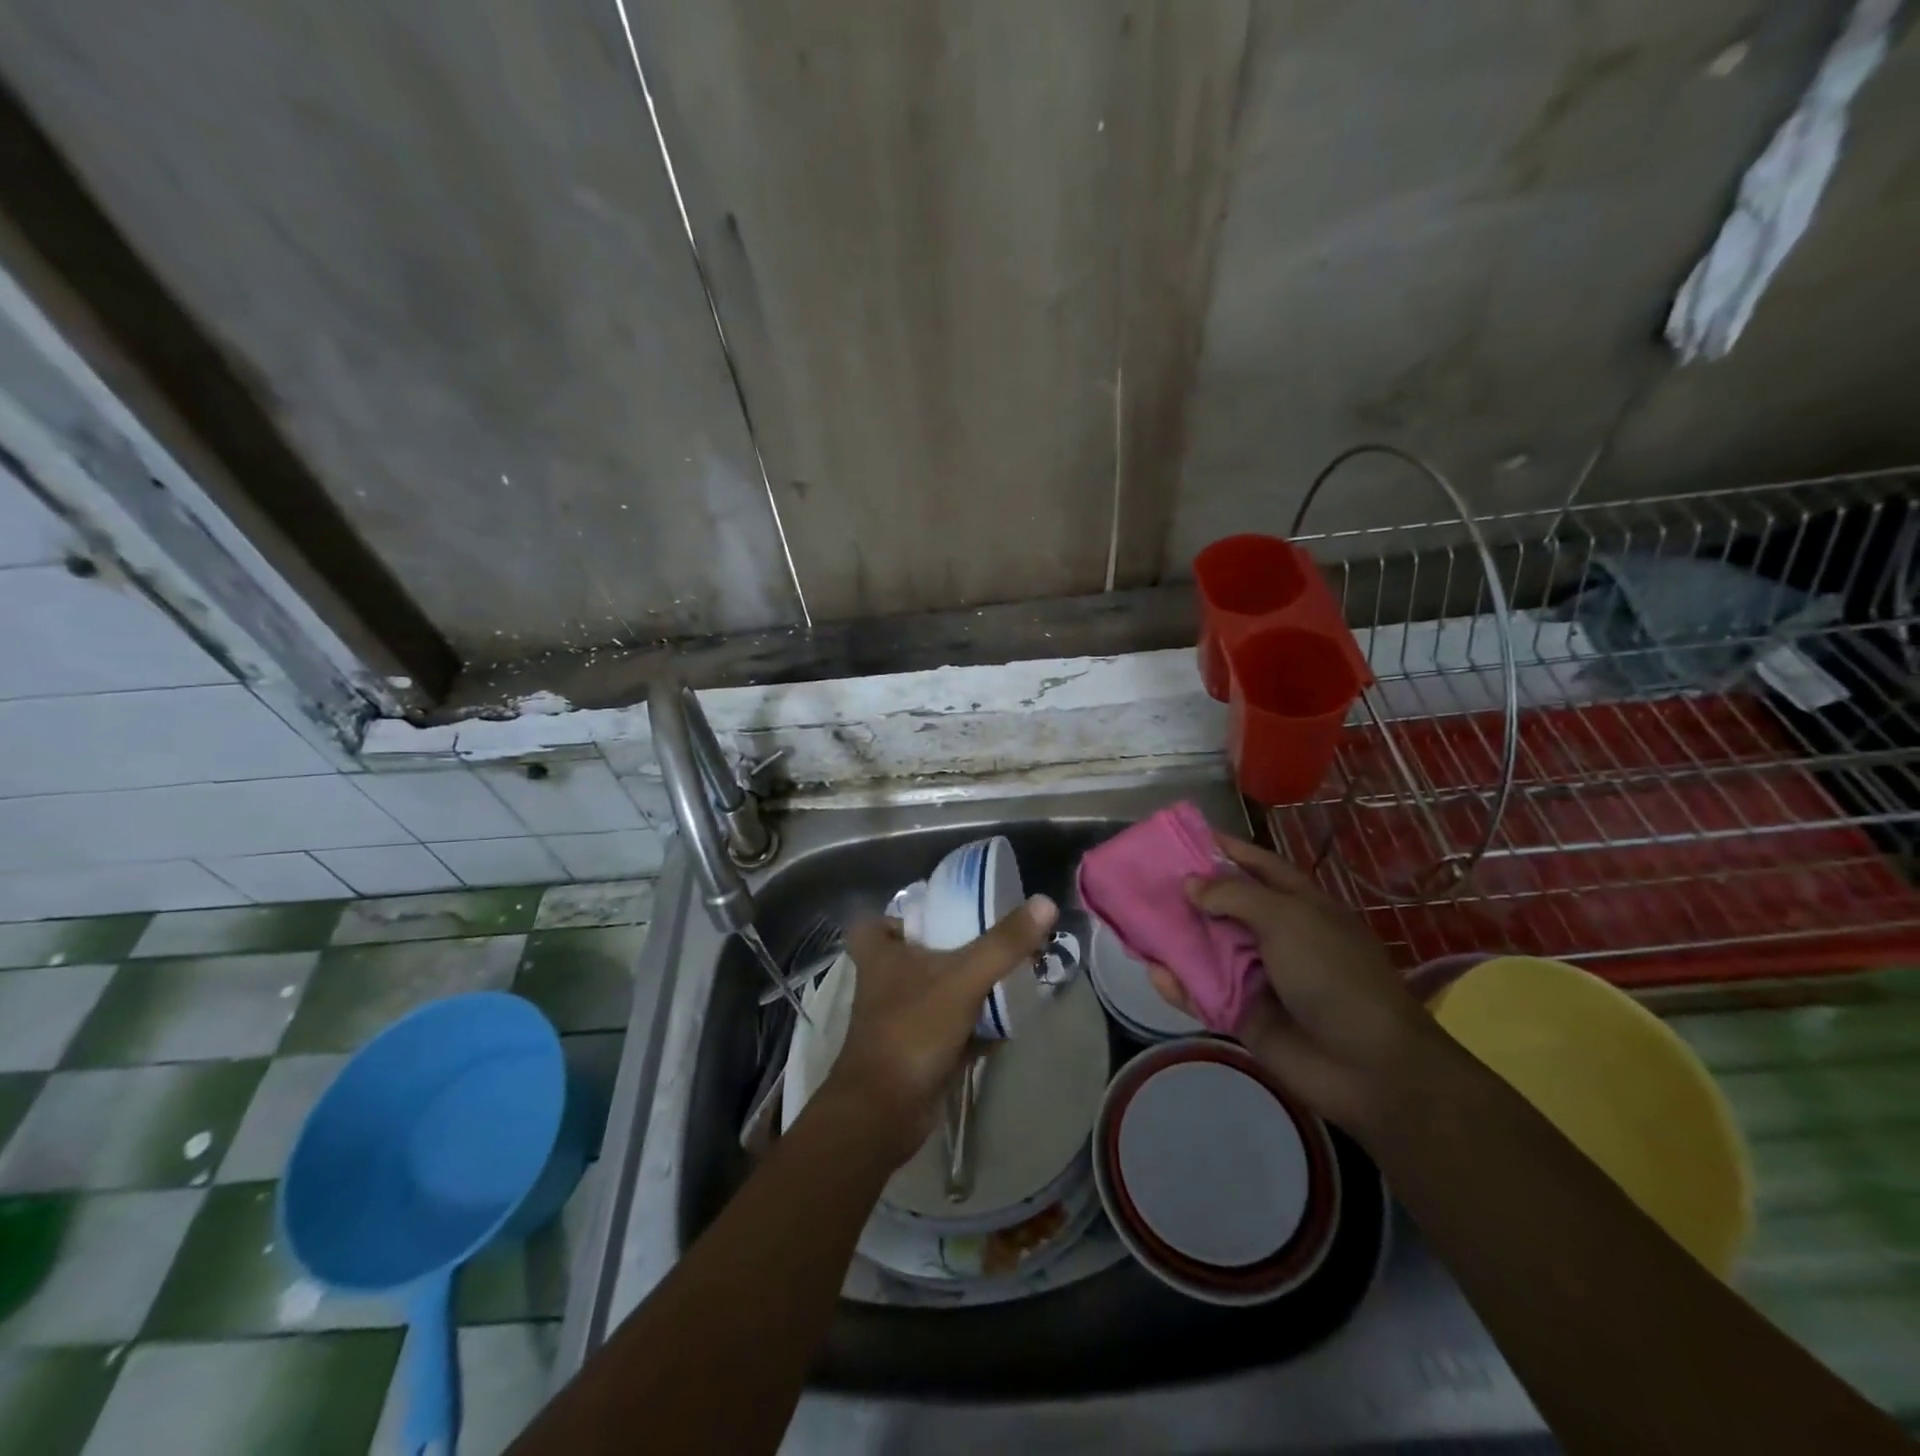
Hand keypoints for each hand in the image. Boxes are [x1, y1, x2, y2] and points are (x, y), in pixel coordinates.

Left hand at [822, 895, 1057, 1163]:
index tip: (935, 913)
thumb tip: (1045, 902)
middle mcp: (884, 982)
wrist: (883, 1112)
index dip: (899, 916)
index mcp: (880, 954)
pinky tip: (1008, 1022)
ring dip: (966, 988)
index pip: (874, 921)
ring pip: (935, 992)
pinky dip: (974, 1027)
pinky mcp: (916, 1051)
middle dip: (949, 949)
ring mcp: (899, 1019)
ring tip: (1009, 973)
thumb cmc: (912, 1029)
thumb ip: (1003, 943)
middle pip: (914, 954)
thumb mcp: (962, 978)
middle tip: (990, 938)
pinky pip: (949, 1029)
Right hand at [1149, 835, 1437, 1132]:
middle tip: (1138, 879)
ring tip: (1131, 922)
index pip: (1252, 863)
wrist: (1368, 1066)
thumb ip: (1233, 896)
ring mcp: (1255, 975)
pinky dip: (1179, 985)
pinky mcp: (1241, 1013)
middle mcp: (1272, 933)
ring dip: (1173, 938)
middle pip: (1220, 905)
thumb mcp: (1287, 919)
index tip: (1177, 835)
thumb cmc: (1333, 975)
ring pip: (1205, 949)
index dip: (1219, 847)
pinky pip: (1202, 993)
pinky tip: (1154, 972)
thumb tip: (1188, 884)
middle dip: (1183, 893)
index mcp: (1294, 903)